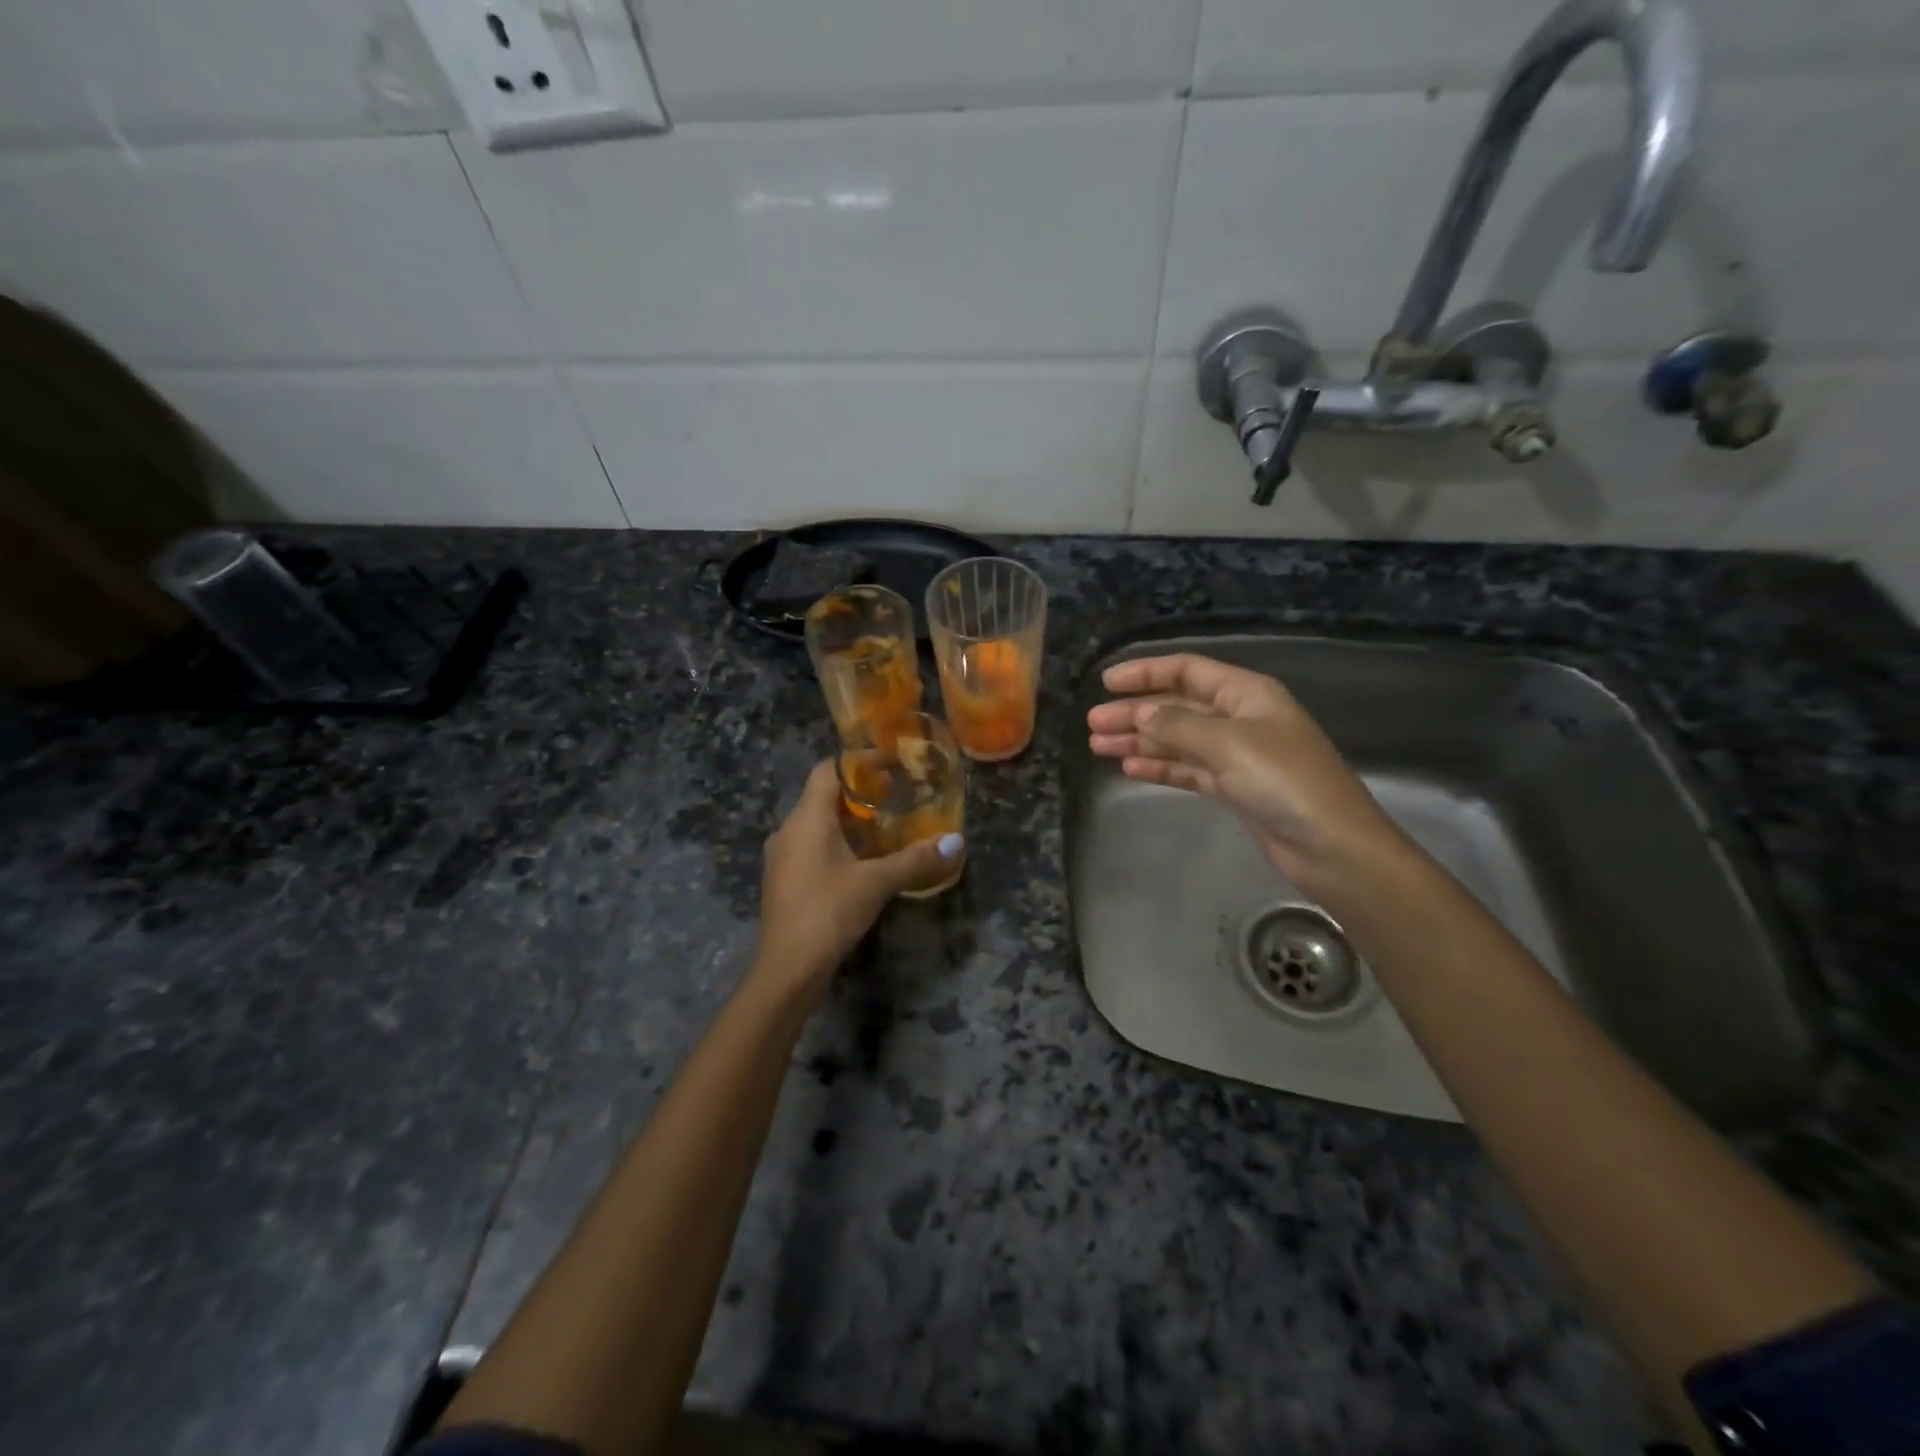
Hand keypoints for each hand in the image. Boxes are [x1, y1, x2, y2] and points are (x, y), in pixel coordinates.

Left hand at [752, 761, 963, 997]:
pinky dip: (836, 841)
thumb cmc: (829, 912)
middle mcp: (788, 829)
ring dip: (847, 819)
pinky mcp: (783, 879)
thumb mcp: (877, 883)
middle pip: (821, 795)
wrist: (787, 970)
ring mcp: (781, 856)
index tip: (890, 765)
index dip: (858, 762)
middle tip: (894, 795)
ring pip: (815, 822)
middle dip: (858, 792)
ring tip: (883, 825)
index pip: (827, 770)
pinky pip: (810, 845)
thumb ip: (915, 860)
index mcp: (806, 819)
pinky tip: (860, 860)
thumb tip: (956, 842)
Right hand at [1086, 653, 1397, 890]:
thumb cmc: (1283, 780)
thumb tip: (1140, 713)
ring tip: (1099, 746)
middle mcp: (1240, 718)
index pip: (1187, 670)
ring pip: (1178, 739)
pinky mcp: (1234, 788)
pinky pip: (1188, 769)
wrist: (1331, 845)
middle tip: (1093, 724)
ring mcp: (1237, 755)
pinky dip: (1160, 767)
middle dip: (1135, 712)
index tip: (1106, 683)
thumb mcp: (1226, 743)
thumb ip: (1177, 725)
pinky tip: (1130, 768)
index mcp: (1246, 694)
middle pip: (1177, 706)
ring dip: (1140, 741)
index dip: (1146, 673)